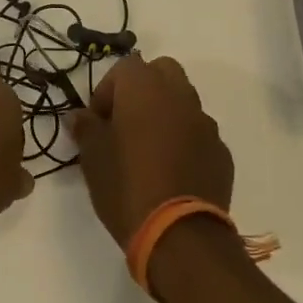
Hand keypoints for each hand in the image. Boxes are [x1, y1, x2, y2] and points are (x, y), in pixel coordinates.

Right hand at [67, 55, 233, 248]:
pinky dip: (185, 141)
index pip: (124, 68)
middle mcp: (180, 96)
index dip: (107, 91)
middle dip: (142, 90)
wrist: (179, 234)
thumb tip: (81, 116)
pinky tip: (172, 172)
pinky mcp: (221, 152)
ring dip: (166, 114)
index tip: (97, 121)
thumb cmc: (125, 186)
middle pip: (162, 72)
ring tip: (148, 150)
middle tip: (125, 122)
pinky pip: (199, 134)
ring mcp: (206, 124)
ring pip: (184, 102)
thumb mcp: (92, 158)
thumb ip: (86, 128)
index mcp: (145, 89)